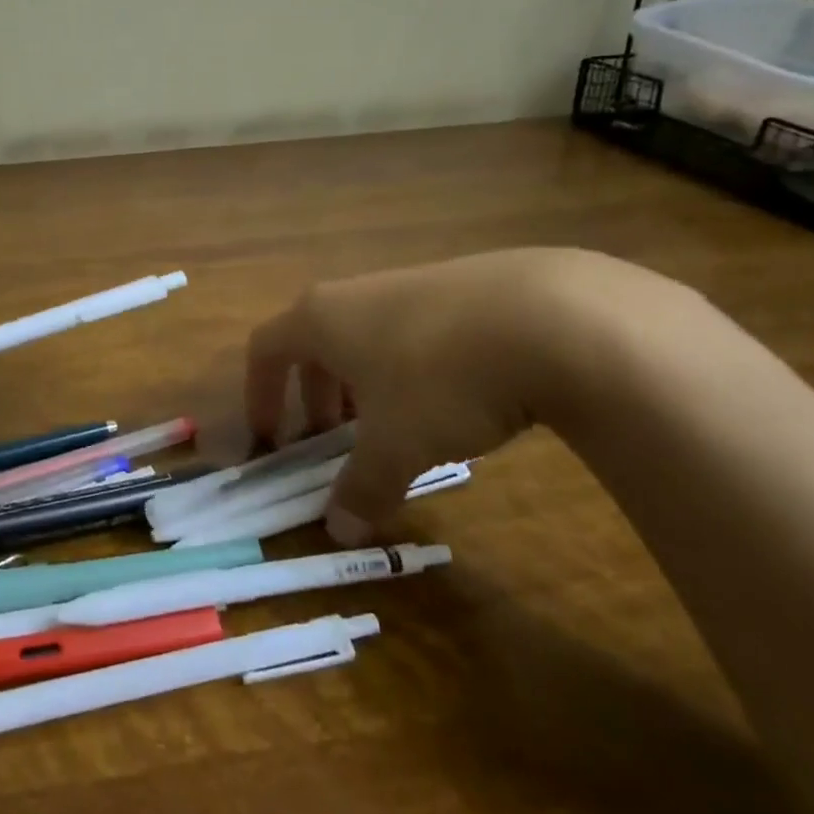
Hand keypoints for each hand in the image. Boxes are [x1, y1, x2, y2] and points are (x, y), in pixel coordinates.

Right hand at [244, 249, 647, 546]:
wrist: (553, 319)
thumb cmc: (441, 380)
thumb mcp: (397, 446)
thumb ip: (362, 486)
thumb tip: (338, 530)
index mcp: (321, 319)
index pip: (266, 348)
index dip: (259, 393)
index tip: (272, 436)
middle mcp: (355, 293)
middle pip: (315, 340)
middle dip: (315, 393)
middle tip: (332, 438)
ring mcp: (409, 283)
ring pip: (367, 335)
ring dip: (365, 381)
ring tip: (395, 423)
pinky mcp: (462, 286)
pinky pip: (414, 329)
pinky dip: (412, 366)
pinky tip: (456, 398)